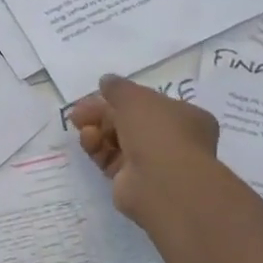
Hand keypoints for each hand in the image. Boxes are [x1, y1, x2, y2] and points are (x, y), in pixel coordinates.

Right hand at [67, 74, 219, 228]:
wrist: (162, 182)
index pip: (149, 104)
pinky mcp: (132, 181)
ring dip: (96, 130)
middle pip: (129, 122)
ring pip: (117, 141)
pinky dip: (97, 149)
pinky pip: (111, 160)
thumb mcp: (134, 97)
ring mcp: (152, 162)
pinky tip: (87, 141)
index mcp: (184, 117)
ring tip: (80, 124)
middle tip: (78, 111)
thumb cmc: (157, 131)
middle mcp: (171, 140)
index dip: (122, 99)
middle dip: (101, 114)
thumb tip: (106, 81)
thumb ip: (118, 88)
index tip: (99, 94)